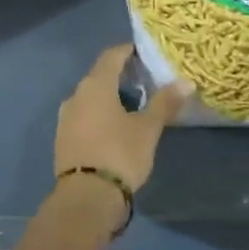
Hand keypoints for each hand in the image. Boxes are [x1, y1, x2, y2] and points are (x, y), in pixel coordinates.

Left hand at [55, 44, 185, 193]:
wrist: (86, 198)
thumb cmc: (120, 154)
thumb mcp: (148, 129)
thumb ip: (165, 102)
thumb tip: (186, 81)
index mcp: (95, 85)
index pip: (112, 56)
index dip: (128, 51)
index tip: (145, 53)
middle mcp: (76, 95)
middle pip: (99, 76)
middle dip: (121, 75)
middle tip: (145, 81)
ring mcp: (65, 118)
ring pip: (90, 98)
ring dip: (109, 97)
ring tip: (132, 106)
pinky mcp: (62, 139)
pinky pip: (84, 116)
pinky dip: (99, 115)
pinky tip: (114, 127)